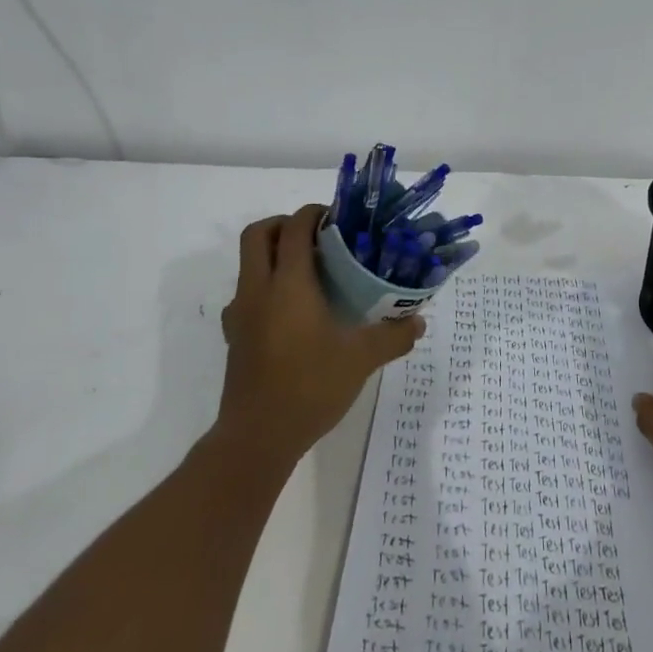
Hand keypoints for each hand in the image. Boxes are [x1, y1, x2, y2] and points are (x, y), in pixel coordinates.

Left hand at [215, 205, 424, 474]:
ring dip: (273, 255)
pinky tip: (292, 313)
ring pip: (248, 264)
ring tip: (310, 273)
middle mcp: (258, 290)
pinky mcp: (234, 337)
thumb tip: (418, 322)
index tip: (339, 218)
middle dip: (285, 224)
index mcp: (288, 285)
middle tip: (318, 236)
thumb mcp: (361, 360)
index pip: (295, 228)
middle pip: (258, 234)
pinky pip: (247, 295)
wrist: (257, 438)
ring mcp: (240, 314)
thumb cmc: (310, 387)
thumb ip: (392, 336)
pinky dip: (267, 287)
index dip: (314, 213)